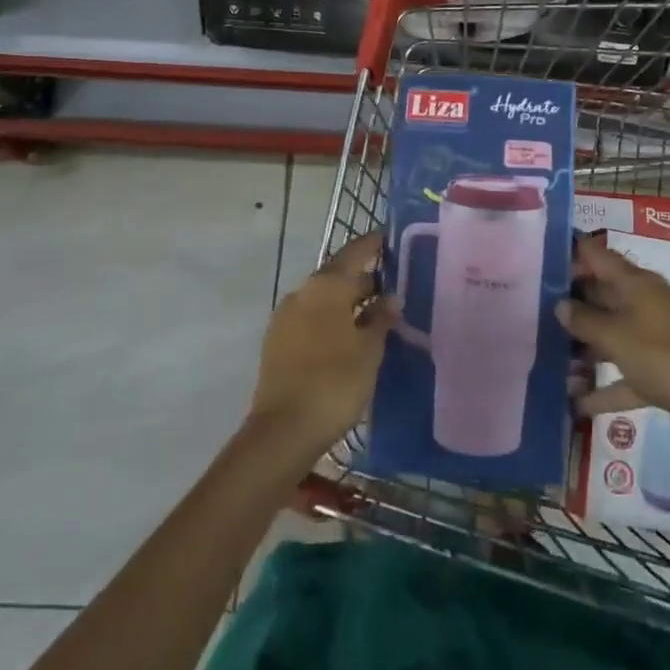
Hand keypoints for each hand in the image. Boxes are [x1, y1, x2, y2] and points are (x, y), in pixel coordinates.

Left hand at [248, 232, 395, 465]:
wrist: (283, 431)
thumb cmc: (335, 382)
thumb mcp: (369, 348)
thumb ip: (381, 318)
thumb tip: (390, 297)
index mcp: (326, 285)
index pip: (355, 252)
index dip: (373, 244)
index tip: (390, 238)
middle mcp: (302, 292)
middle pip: (338, 275)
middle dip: (363, 279)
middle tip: (392, 286)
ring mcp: (285, 317)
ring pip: (323, 298)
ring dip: (347, 302)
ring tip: (374, 314)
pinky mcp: (277, 342)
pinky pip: (311, 318)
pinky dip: (331, 319)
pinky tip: (349, 336)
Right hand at [558, 233, 669, 479]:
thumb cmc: (668, 359)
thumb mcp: (619, 337)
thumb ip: (585, 319)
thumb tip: (560, 303)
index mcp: (637, 284)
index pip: (598, 256)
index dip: (570, 252)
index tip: (536, 257)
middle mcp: (643, 305)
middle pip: (600, 295)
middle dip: (568, 303)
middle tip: (526, 311)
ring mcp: (652, 340)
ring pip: (609, 336)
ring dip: (581, 348)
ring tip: (542, 356)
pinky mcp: (658, 374)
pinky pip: (622, 376)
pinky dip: (602, 388)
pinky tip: (572, 403)